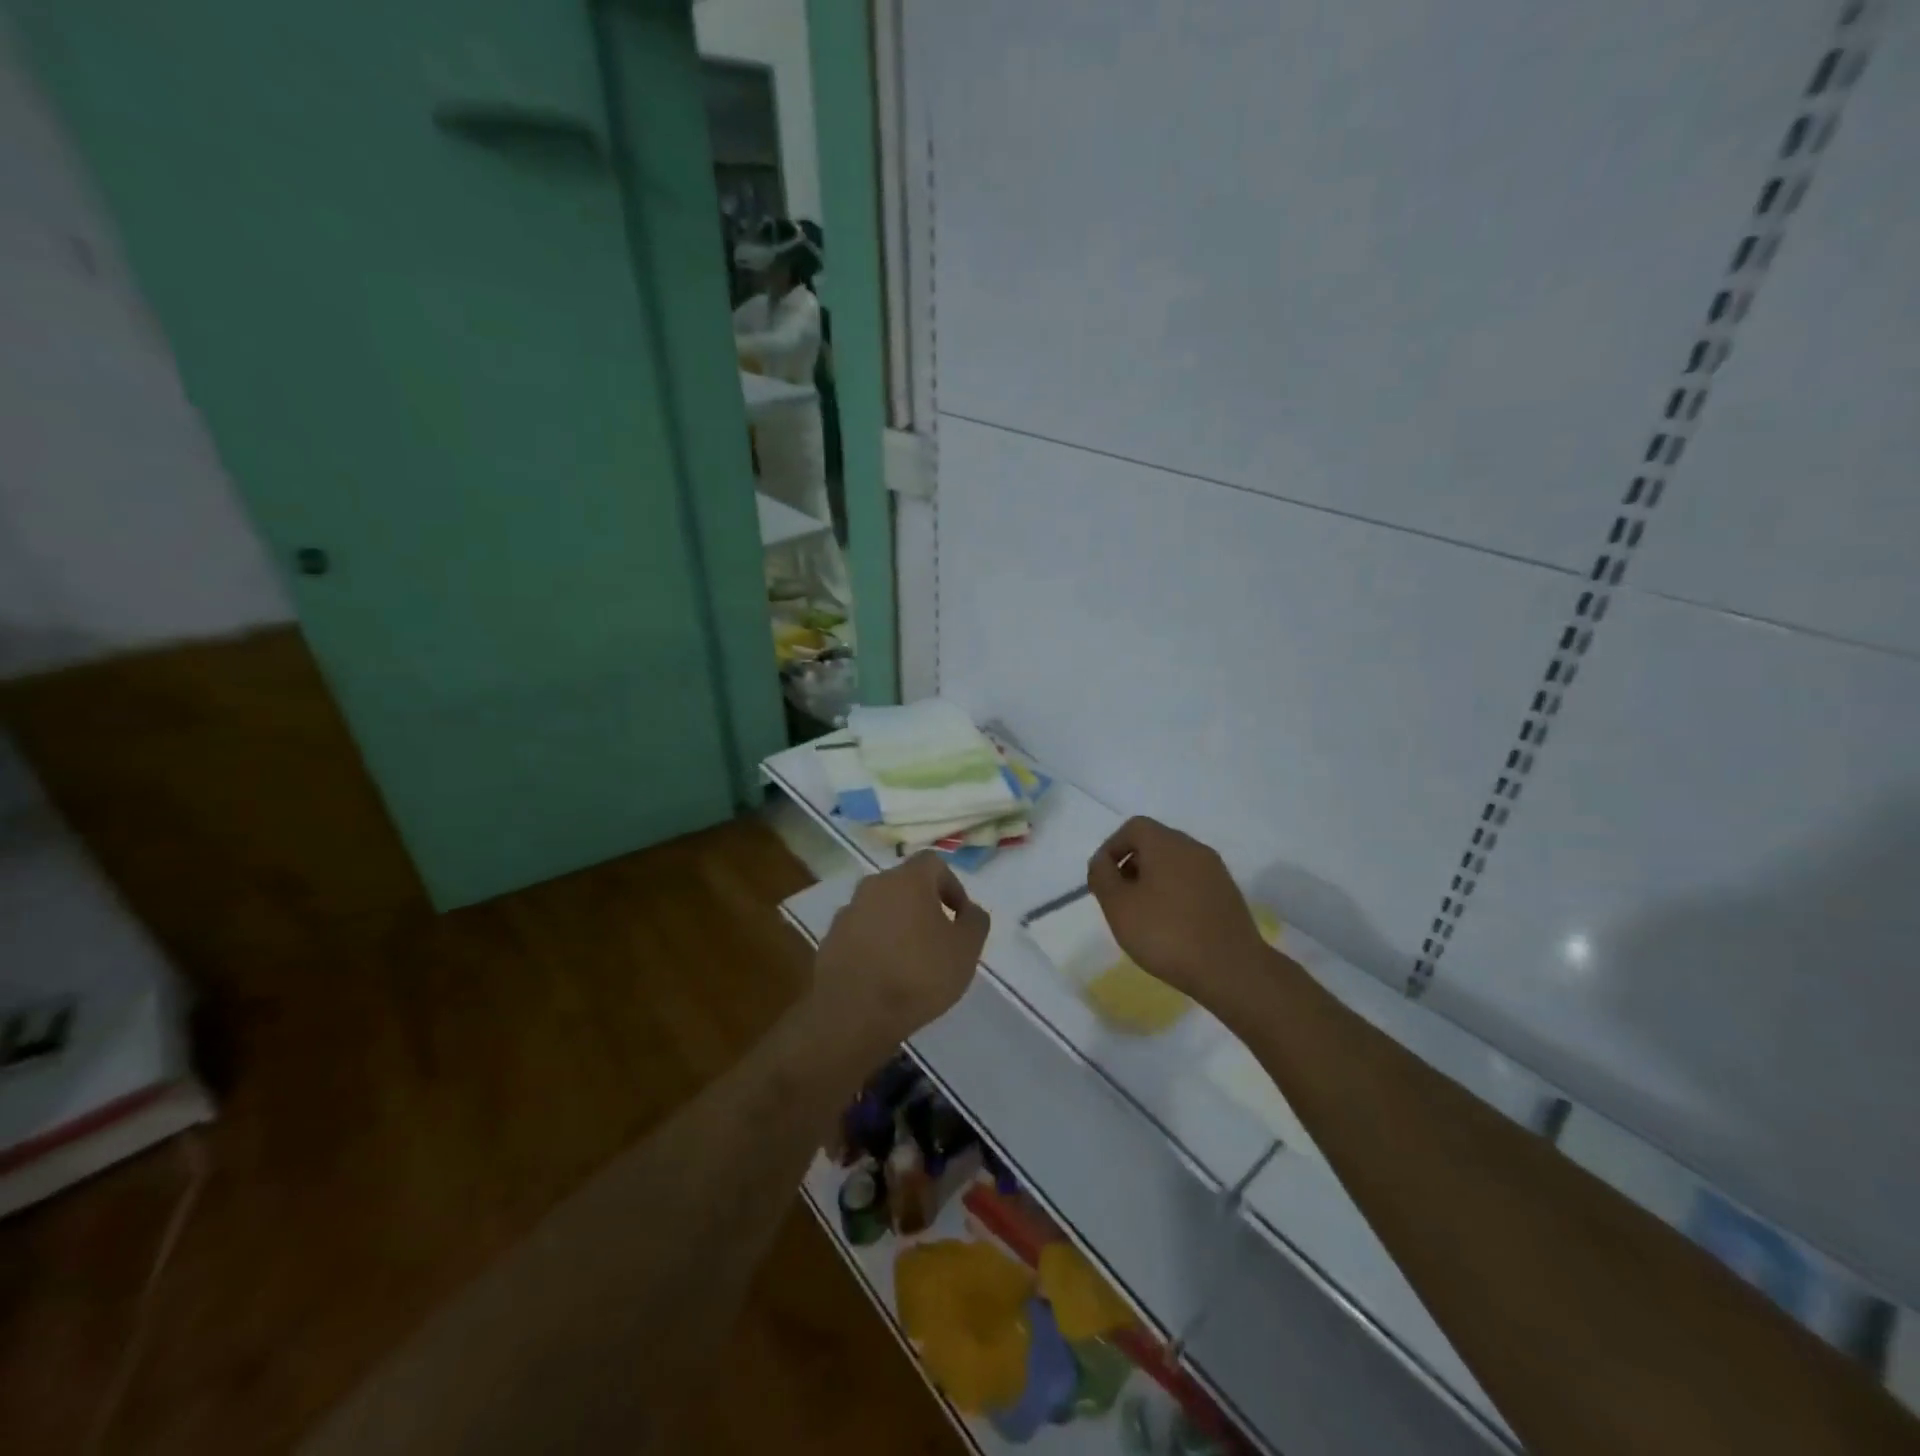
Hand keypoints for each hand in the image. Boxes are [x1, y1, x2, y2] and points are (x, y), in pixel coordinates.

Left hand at [815, 852, 989, 1054]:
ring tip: (910, 961)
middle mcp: (873, 886)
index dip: (951, 885)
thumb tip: (970, 910)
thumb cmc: (918, 975)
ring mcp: (848, 912)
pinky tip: (884, 974)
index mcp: (907, 880)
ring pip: (881, 909)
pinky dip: (875, 944)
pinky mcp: (830, 939)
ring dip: (897, 925)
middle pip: (904, 885)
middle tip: (938, 939)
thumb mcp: (966, 950)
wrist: (853, 1014)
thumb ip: (975, 922)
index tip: (959, 917)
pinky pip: (861, 933)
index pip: (933, 863)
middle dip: (923, 906)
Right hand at [1087, 817, 1272, 1016]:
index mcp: (1166, 843)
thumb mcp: (1118, 906)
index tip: (1102, 879)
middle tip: (1118, 898)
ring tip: (1142, 915)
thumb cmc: (1166, 933)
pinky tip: (1170, 925)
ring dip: (1153, 881)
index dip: (1111, 848)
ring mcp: (1215, 871)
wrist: (1231, 969)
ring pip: (1174, 864)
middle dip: (1131, 865)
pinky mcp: (1228, 894)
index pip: (1133, 827)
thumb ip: (1102, 876)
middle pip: (1154, 843)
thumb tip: (1101, 861)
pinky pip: (1192, 882)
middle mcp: (1193, 848)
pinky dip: (1175, 894)